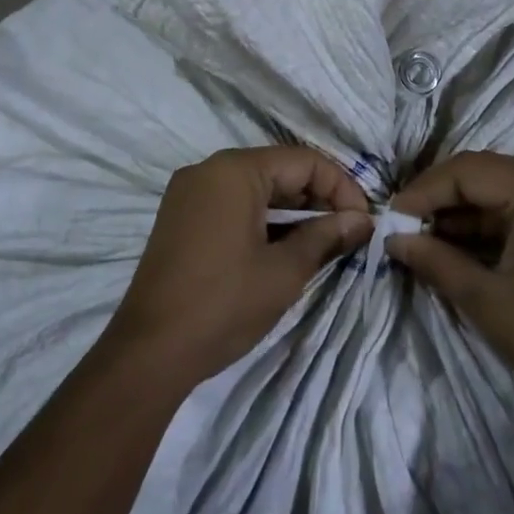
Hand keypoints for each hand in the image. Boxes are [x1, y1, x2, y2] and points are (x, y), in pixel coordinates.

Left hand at [104, 147, 372, 387]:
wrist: (149, 352)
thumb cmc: (223, 304)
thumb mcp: (284, 271)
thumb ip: (326, 237)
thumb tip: (362, 221)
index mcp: (234, 170)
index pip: (303, 161)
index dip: (341, 187)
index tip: (365, 222)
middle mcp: (208, 169)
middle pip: (278, 169)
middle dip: (317, 198)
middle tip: (349, 233)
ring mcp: (190, 193)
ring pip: (255, 187)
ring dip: (292, 210)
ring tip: (323, 242)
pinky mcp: (180, 217)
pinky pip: (232, 203)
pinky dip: (263, 219)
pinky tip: (284, 247)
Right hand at [387, 152, 513, 422]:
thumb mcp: (486, 301)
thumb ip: (435, 260)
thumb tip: (394, 239)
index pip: (471, 171)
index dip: (425, 190)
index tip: (393, 216)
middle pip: (489, 173)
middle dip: (443, 197)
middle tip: (406, 223)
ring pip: (507, 188)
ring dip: (467, 210)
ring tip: (427, 235)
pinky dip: (494, 222)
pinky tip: (462, 241)